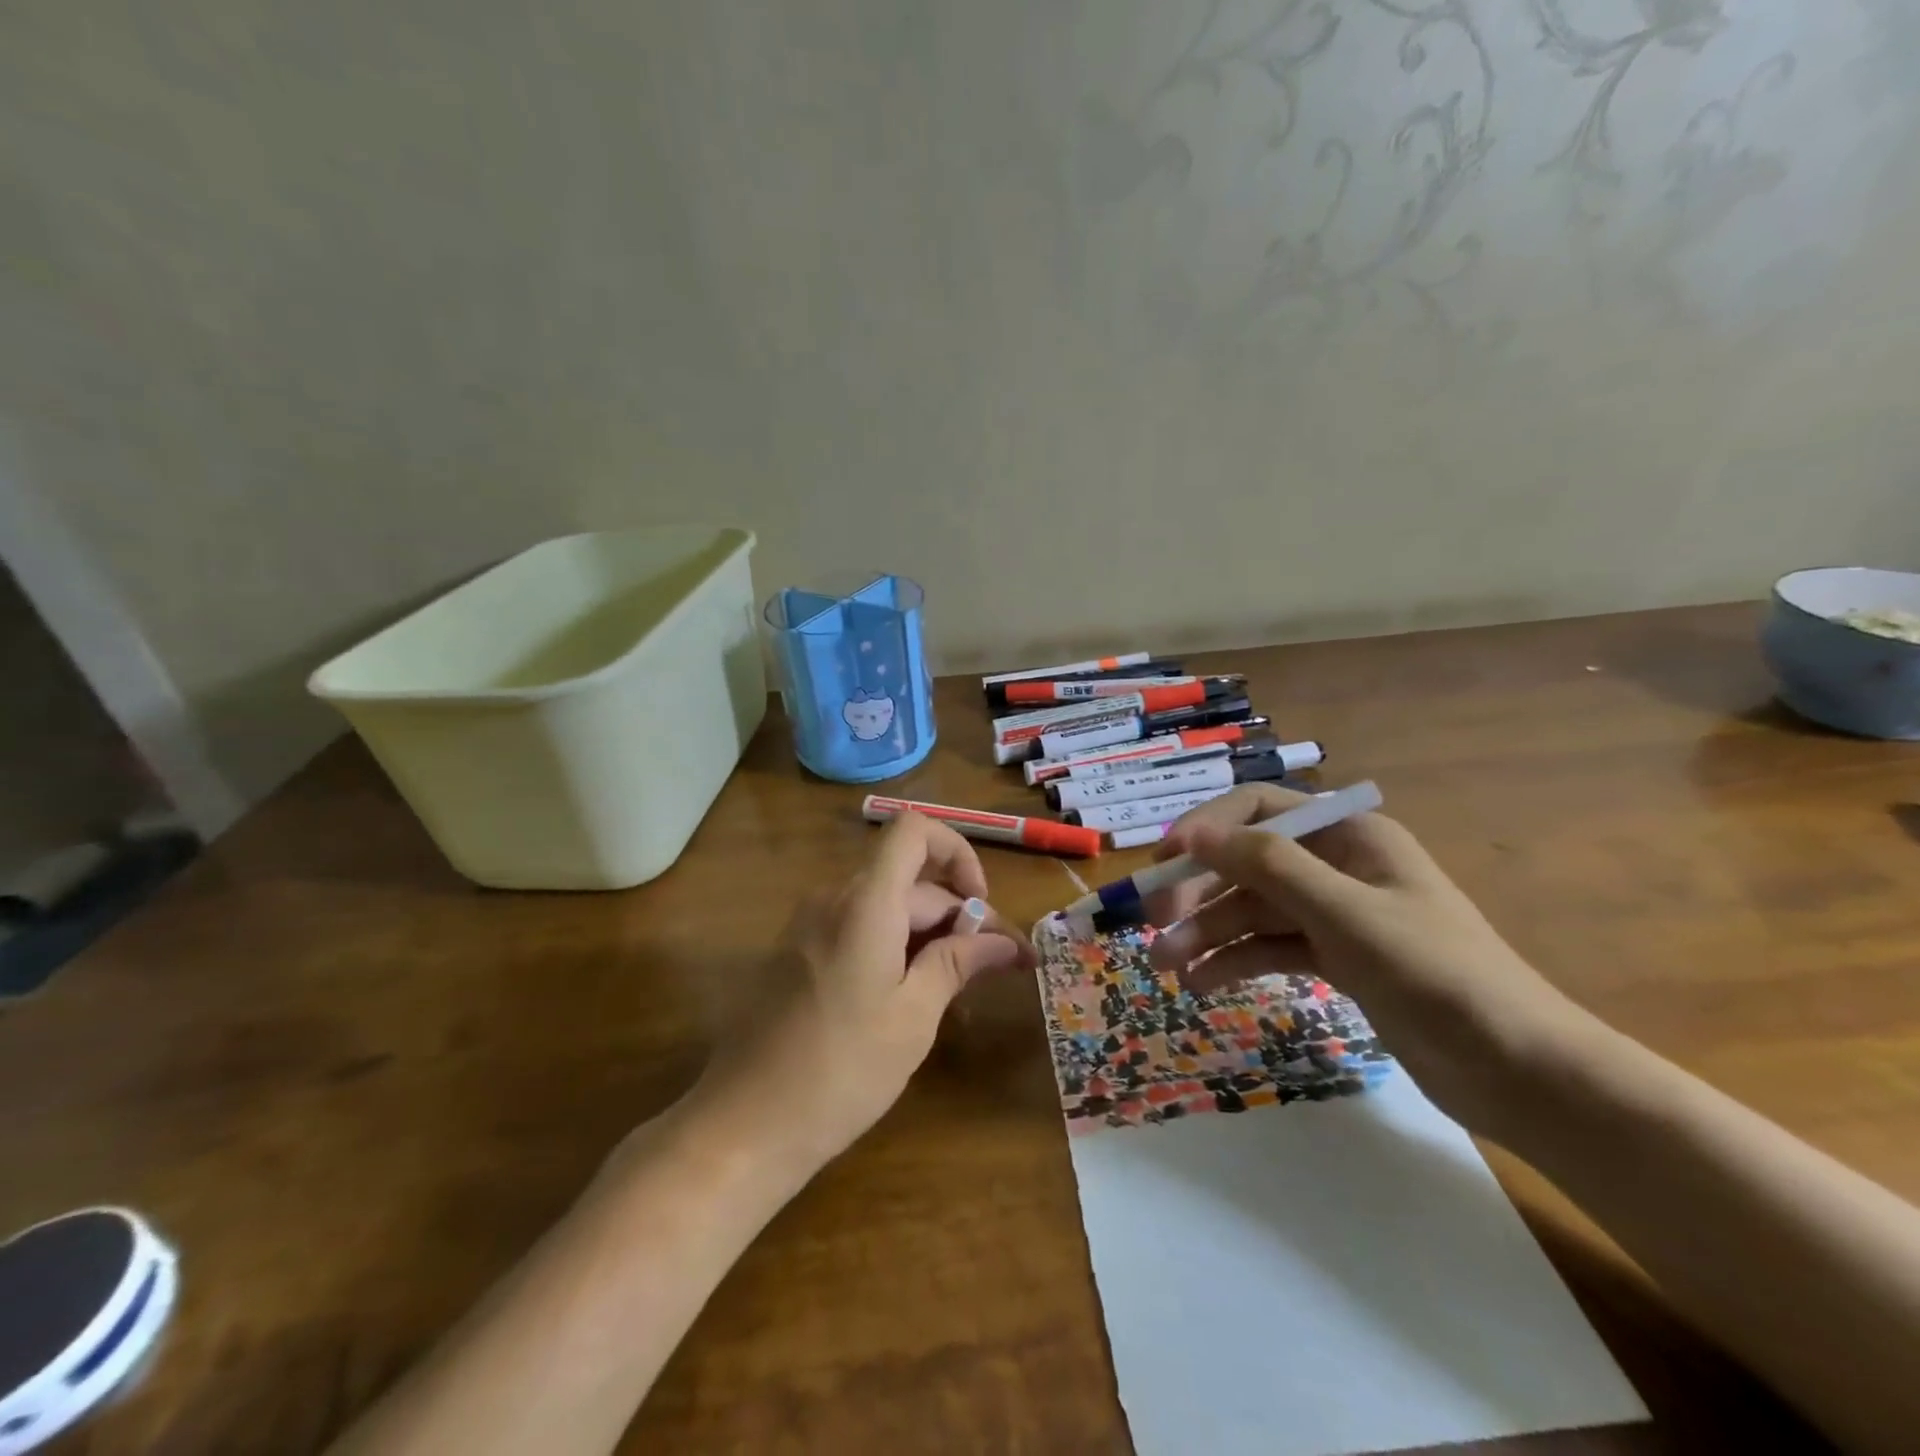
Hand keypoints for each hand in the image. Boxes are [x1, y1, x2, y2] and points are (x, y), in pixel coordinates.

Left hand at [694, 813, 1035, 1169]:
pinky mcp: (796, 952)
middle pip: (909, 879)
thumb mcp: (914, 1017)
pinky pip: (857, 927)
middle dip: (957, 914)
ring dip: (928, 933)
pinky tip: (911, 997)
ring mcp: (808, 925)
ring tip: (959, 988)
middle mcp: (833, 898)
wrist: (743, 1125)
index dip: (956, 851)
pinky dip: (894, 945)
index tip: (979, 905)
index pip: (914, 829)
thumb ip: (958, 963)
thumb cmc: (841, 1070)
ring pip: (885, 906)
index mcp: (865, 902)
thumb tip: (1003, 941)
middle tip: (997, 967)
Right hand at [1144, 784, 1583, 1130]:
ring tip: (1165, 968)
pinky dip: (1235, 961)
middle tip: (1152, 927)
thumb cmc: (1437, 976)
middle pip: (1248, 862)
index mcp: (1349, 834)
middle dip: (1198, 892)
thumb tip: (1193, 834)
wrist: (1522, 1073)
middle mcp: (1337, 864)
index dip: (1205, 829)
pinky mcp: (1335, 958)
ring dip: (1207, 933)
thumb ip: (1268, 866)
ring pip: (1253, 909)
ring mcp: (1335, 913)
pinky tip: (1201, 983)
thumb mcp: (1346, 914)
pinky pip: (1270, 946)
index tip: (1161, 863)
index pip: (1258, 809)